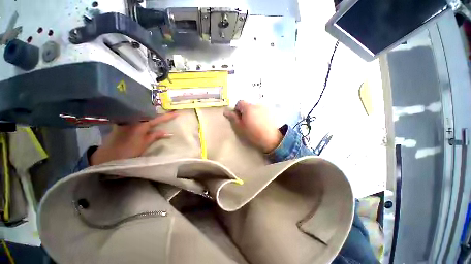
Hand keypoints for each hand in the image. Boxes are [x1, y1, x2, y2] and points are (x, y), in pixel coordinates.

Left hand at [90, 112, 177, 164]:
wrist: (107, 155)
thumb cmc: (127, 151)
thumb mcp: (144, 144)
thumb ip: (155, 136)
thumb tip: (168, 132)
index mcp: (141, 124)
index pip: (158, 118)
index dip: (168, 116)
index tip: (177, 113)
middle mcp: (134, 119)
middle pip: (150, 114)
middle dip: (160, 113)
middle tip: (169, 113)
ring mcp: (128, 120)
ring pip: (144, 115)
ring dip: (153, 115)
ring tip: (161, 116)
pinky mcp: (124, 123)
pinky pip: (138, 118)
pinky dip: (145, 118)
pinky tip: (148, 120)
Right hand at [224, 101, 282, 152]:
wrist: (270, 139)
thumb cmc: (252, 134)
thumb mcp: (239, 127)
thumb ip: (233, 118)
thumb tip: (225, 111)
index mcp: (248, 108)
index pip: (239, 103)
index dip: (237, 109)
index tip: (238, 118)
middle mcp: (257, 105)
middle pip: (247, 105)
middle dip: (245, 111)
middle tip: (245, 122)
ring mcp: (265, 108)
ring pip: (255, 109)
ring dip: (252, 113)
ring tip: (254, 124)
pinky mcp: (270, 113)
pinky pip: (261, 111)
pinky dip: (259, 115)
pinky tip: (260, 123)